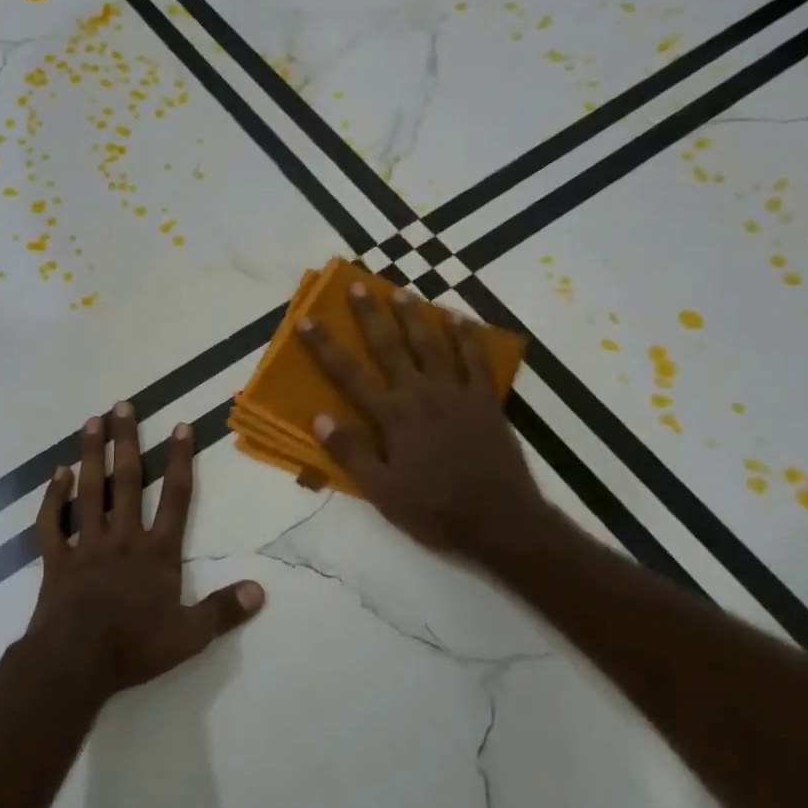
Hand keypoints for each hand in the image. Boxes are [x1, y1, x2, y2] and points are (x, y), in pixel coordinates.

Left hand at [25, 402, 264, 698]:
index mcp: (157, 553)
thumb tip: (260, 591)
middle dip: (127, 441)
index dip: (180, 461)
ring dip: (91, 454)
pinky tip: (57, 473)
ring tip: (91, 421)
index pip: (176, 498)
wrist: (77, 661)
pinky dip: (53, 497)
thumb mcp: (190, 636)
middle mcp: (123, 538)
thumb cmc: (135, 647)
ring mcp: (86, 545)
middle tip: (122, 405)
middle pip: (127, 481)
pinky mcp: (56, 559)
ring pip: (90, 491)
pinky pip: (52, 522)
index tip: (180, 426)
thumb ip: (224, 610)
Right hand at [297, 283, 560, 559]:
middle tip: (357, 286)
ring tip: (400, 292)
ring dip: (414, 315)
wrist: (500, 520)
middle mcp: (421, 393)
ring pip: (431, 343)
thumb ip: (350, 453)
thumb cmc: (434, 509)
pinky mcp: (485, 400)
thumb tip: (319, 417)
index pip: (349, 374)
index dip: (325, 345)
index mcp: (392, 416)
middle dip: (370, 315)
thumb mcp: (382, 491)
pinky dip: (466, 336)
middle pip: (390, 346)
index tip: (306, 319)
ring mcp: (456, 393)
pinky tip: (458, 318)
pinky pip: (475, 359)